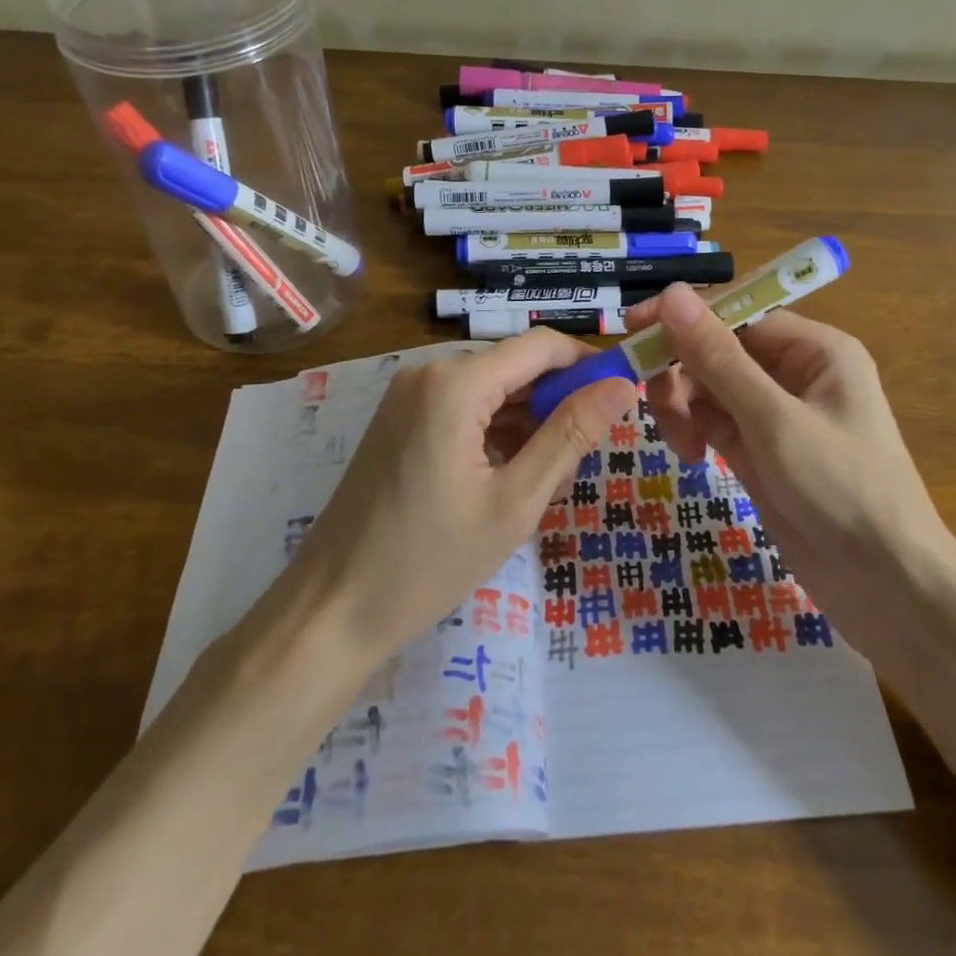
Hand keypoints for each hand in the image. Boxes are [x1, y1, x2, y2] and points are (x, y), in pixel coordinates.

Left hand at [291, 331, 636, 659]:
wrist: (333, 609)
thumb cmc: (430, 560)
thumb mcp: (516, 501)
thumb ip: (571, 434)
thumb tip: (622, 384)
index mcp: (456, 383)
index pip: (542, 346)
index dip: (587, 365)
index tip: (621, 400)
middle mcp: (429, 374)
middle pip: (515, 368)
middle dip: (557, 405)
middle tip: (581, 464)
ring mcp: (408, 397)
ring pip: (491, 392)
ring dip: (528, 426)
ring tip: (548, 484)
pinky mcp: (398, 422)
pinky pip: (463, 410)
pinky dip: (494, 436)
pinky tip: (508, 481)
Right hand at [627, 284, 955, 650]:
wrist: (886, 588)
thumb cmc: (841, 490)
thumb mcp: (774, 421)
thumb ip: (718, 358)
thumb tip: (673, 292)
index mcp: (814, 349)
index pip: (736, 313)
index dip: (683, 317)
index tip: (631, 328)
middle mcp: (795, 372)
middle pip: (717, 350)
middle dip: (682, 373)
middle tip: (658, 407)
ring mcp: (775, 413)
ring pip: (709, 388)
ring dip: (684, 407)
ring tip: (683, 445)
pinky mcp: (761, 450)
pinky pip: (714, 421)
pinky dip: (696, 431)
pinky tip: (693, 457)